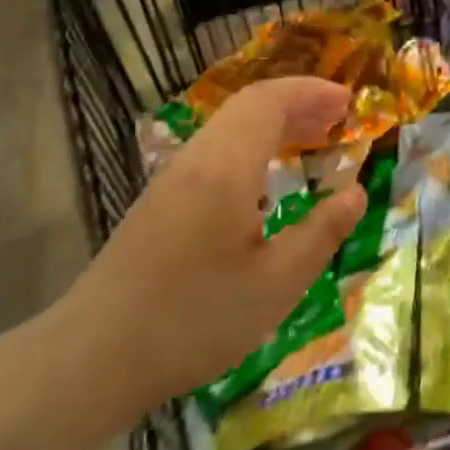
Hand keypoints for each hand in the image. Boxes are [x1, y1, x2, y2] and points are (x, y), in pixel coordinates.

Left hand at [44, 78, 366, 433]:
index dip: (310, 92)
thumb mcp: (276, 284)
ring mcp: (171, 181)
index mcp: (225, 169)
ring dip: (273, 124)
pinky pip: (214, 152)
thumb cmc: (193, 320)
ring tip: (312, 141)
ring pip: (228, 129)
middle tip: (339, 117)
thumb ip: (321, 233)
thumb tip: (355, 193)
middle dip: (296, 103)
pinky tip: (267, 181)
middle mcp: (195, 161)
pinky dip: (252, 147)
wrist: (93, 358)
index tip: (348, 100)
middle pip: (247, 108)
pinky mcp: (159, 203)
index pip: (268, 101)